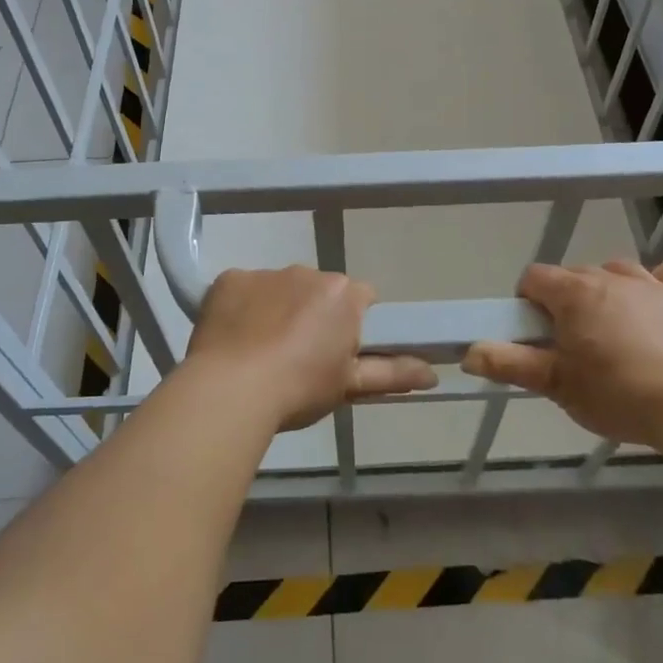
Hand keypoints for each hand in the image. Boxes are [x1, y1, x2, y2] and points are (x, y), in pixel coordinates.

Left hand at [185, 267, 434, 431]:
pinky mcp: (229, 278)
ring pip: (279, 288)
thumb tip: (433, 374)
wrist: (230, 389)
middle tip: (297, 357)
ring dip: (277, 309)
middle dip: (313, 314)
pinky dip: (241, 308)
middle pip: (318, 290)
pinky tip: (233, 340)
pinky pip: (242, 290)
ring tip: (260, 353)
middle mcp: (307, 272)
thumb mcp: (349, 385)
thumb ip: (393, 374)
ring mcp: (265, 273)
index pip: (360, 298)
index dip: (351, 324)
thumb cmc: (299, 388)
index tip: (337, 352)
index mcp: (343, 294)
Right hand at [460, 260, 662, 445]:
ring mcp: (653, 285)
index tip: (536, 335)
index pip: (534, 278)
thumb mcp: (556, 385)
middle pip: (574, 275)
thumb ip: (510, 364)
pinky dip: (661, 285)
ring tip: (612, 330)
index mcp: (574, 293)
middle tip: (572, 346)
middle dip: (566, 302)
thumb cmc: (616, 394)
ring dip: (608, 292)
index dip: (528, 303)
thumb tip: (468, 352)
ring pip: (618, 272)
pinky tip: (657, 306)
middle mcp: (611, 277)